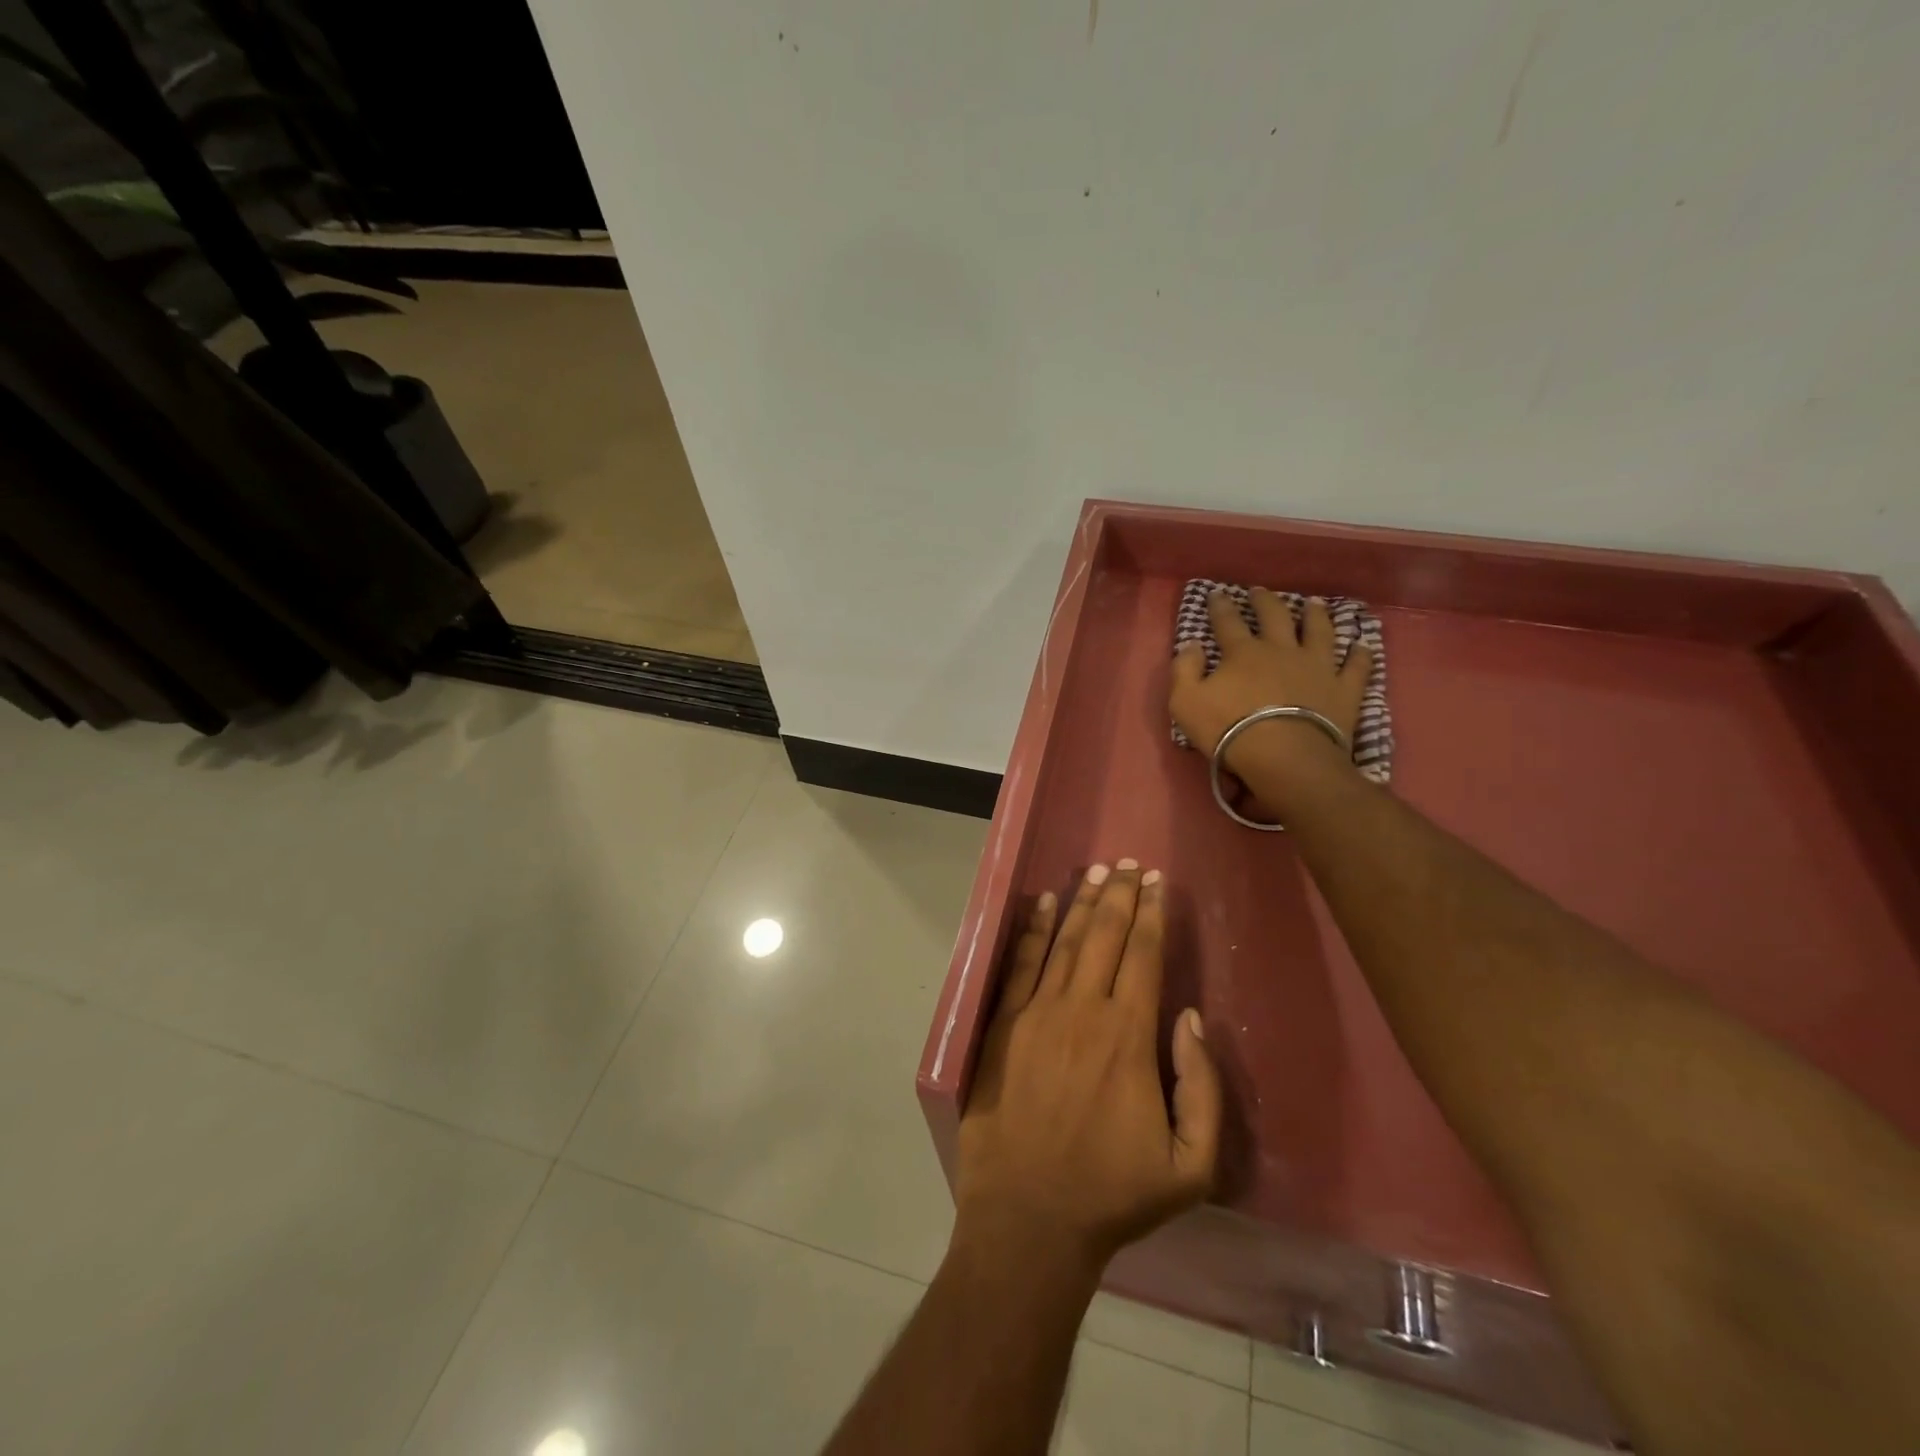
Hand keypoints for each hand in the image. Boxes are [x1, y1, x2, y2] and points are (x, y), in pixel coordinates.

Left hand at [954, 863, 1221, 1277]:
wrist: (1029, 1217)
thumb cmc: (1113, 1193)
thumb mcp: (1191, 1166)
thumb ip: (1203, 1088)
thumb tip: (1190, 1018)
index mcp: (1129, 1038)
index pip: (1144, 957)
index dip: (1152, 916)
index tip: (1157, 883)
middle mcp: (1083, 1011)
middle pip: (1106, 937)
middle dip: (1121, 895)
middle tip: (1130, 863)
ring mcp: (1037, 1014)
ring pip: (1066, 942)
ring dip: (1084, 903)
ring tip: (1097, 872)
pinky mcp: (1004, 1025)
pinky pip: (1020, 965)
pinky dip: (1034, 930)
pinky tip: (1045, 903)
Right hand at [1170, 590, 1370, 811]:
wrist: (1284, 756)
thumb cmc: (1228, 729)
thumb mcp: (1185, 702)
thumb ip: (1184, 670)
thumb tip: (1191, 645)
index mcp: (1243, 652)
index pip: (1228, 622)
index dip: (1220, 606)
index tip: (1216, 593)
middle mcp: (1282, 650)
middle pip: (1275, 616)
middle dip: (1265, 601)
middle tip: (1260, 591)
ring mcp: (1317, 666)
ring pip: (1319, 631)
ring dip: (1316, 616)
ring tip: (1314, 604)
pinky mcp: (1344, 689)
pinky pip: (1356, 667)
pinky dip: (1360, 655)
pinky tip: (1362, 645)